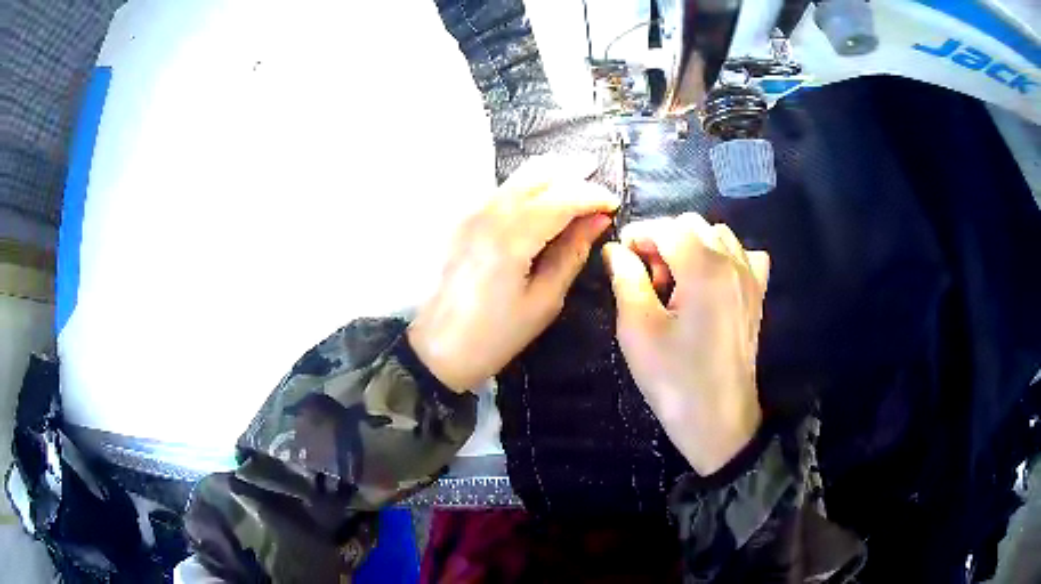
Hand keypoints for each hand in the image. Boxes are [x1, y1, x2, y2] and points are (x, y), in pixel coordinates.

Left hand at [409, 156, 618, 392]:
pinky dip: (528, 186)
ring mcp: (471, 213)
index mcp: (512, 237)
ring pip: (518, 177)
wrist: (439, 348)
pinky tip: (543, 199)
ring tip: (578, 187)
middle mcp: (489, 213)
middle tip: (599, 190)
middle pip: (538, 175)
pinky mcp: (463, 220)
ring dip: (551, 177)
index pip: (562, 198)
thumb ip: (572, 254)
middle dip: (573, 175)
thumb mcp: (544, 301)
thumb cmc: (494, 336)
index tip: (613, 205)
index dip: (592, 195)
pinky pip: (502, 189)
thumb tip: (597, 221)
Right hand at [603, 213, 769, 474]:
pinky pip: (743, 256)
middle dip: (663, 239)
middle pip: (693, 225)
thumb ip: (626, 279)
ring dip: (691, 246)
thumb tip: (616, 250)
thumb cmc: (674, 379)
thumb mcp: (638, 330)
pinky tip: (710, 282)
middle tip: (645, 276)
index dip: (638, 235)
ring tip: (674, 281)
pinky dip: (723, 257)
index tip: (619, 259)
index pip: (667, 227)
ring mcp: (750, 279)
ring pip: (718, 235)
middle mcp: (733, 263)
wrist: (718, 421)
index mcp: (704, 268)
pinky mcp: (757, 296)